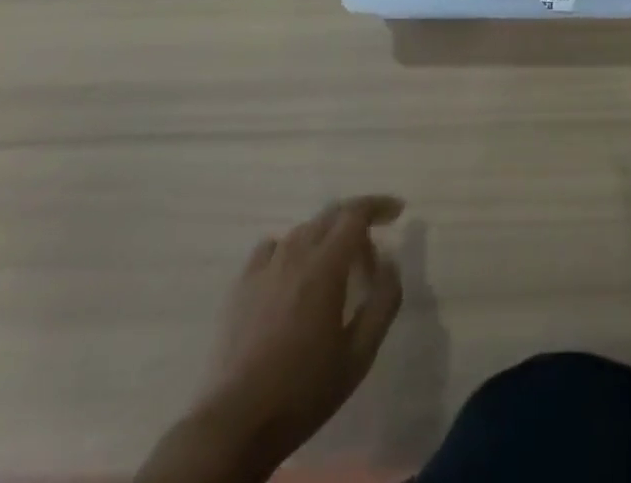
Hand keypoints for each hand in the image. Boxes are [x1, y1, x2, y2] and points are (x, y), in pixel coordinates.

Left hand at [192, 196, 405, 468]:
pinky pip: (271, 249)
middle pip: (330, 216)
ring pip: (302, 231)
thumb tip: (390, 263)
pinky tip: (292, 276)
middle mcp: (295, 254)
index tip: (397, 211)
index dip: (378, 206)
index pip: (356, 214)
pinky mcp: (240, 286)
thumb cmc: (303, 391)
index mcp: (325, 265)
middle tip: (370, 249)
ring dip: (325, 238)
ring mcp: (264, 268)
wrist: (233, 425)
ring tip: (334, 267)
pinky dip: (291, 250)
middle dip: (356, 220)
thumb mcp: (359, 355)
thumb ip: (384, 302)